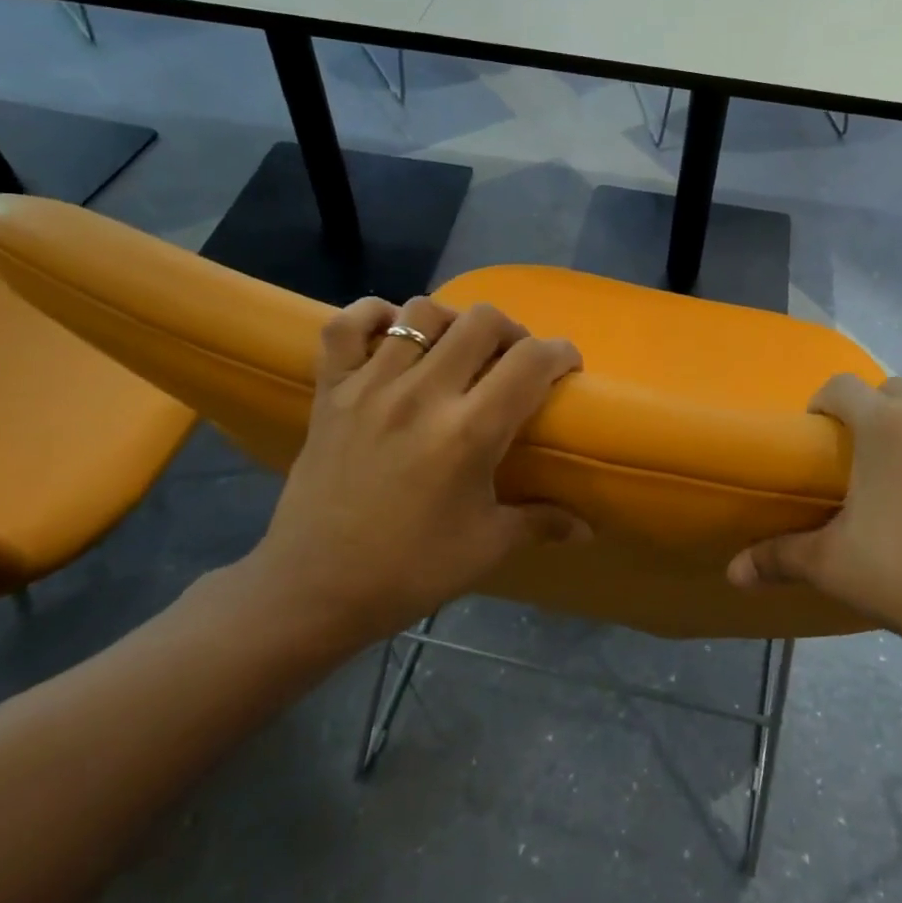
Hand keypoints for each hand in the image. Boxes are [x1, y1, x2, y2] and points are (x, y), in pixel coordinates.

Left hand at [237, 295, 587, 651]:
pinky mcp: (330, 391)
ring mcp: (370, 386)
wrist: (313, 590)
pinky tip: (393, 335)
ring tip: (458, 351)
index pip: (531, 361)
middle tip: (514, 361)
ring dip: (453, 323)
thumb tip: (588, 529)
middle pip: (482, 320)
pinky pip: (346, 325)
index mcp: (469, 432)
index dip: (561, 354)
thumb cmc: (410, 571)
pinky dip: (374, 316)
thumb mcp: (487, 547)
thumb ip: (542, 523)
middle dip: (513, 332)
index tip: (566, 367)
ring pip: (422, 312)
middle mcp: (423, 394)